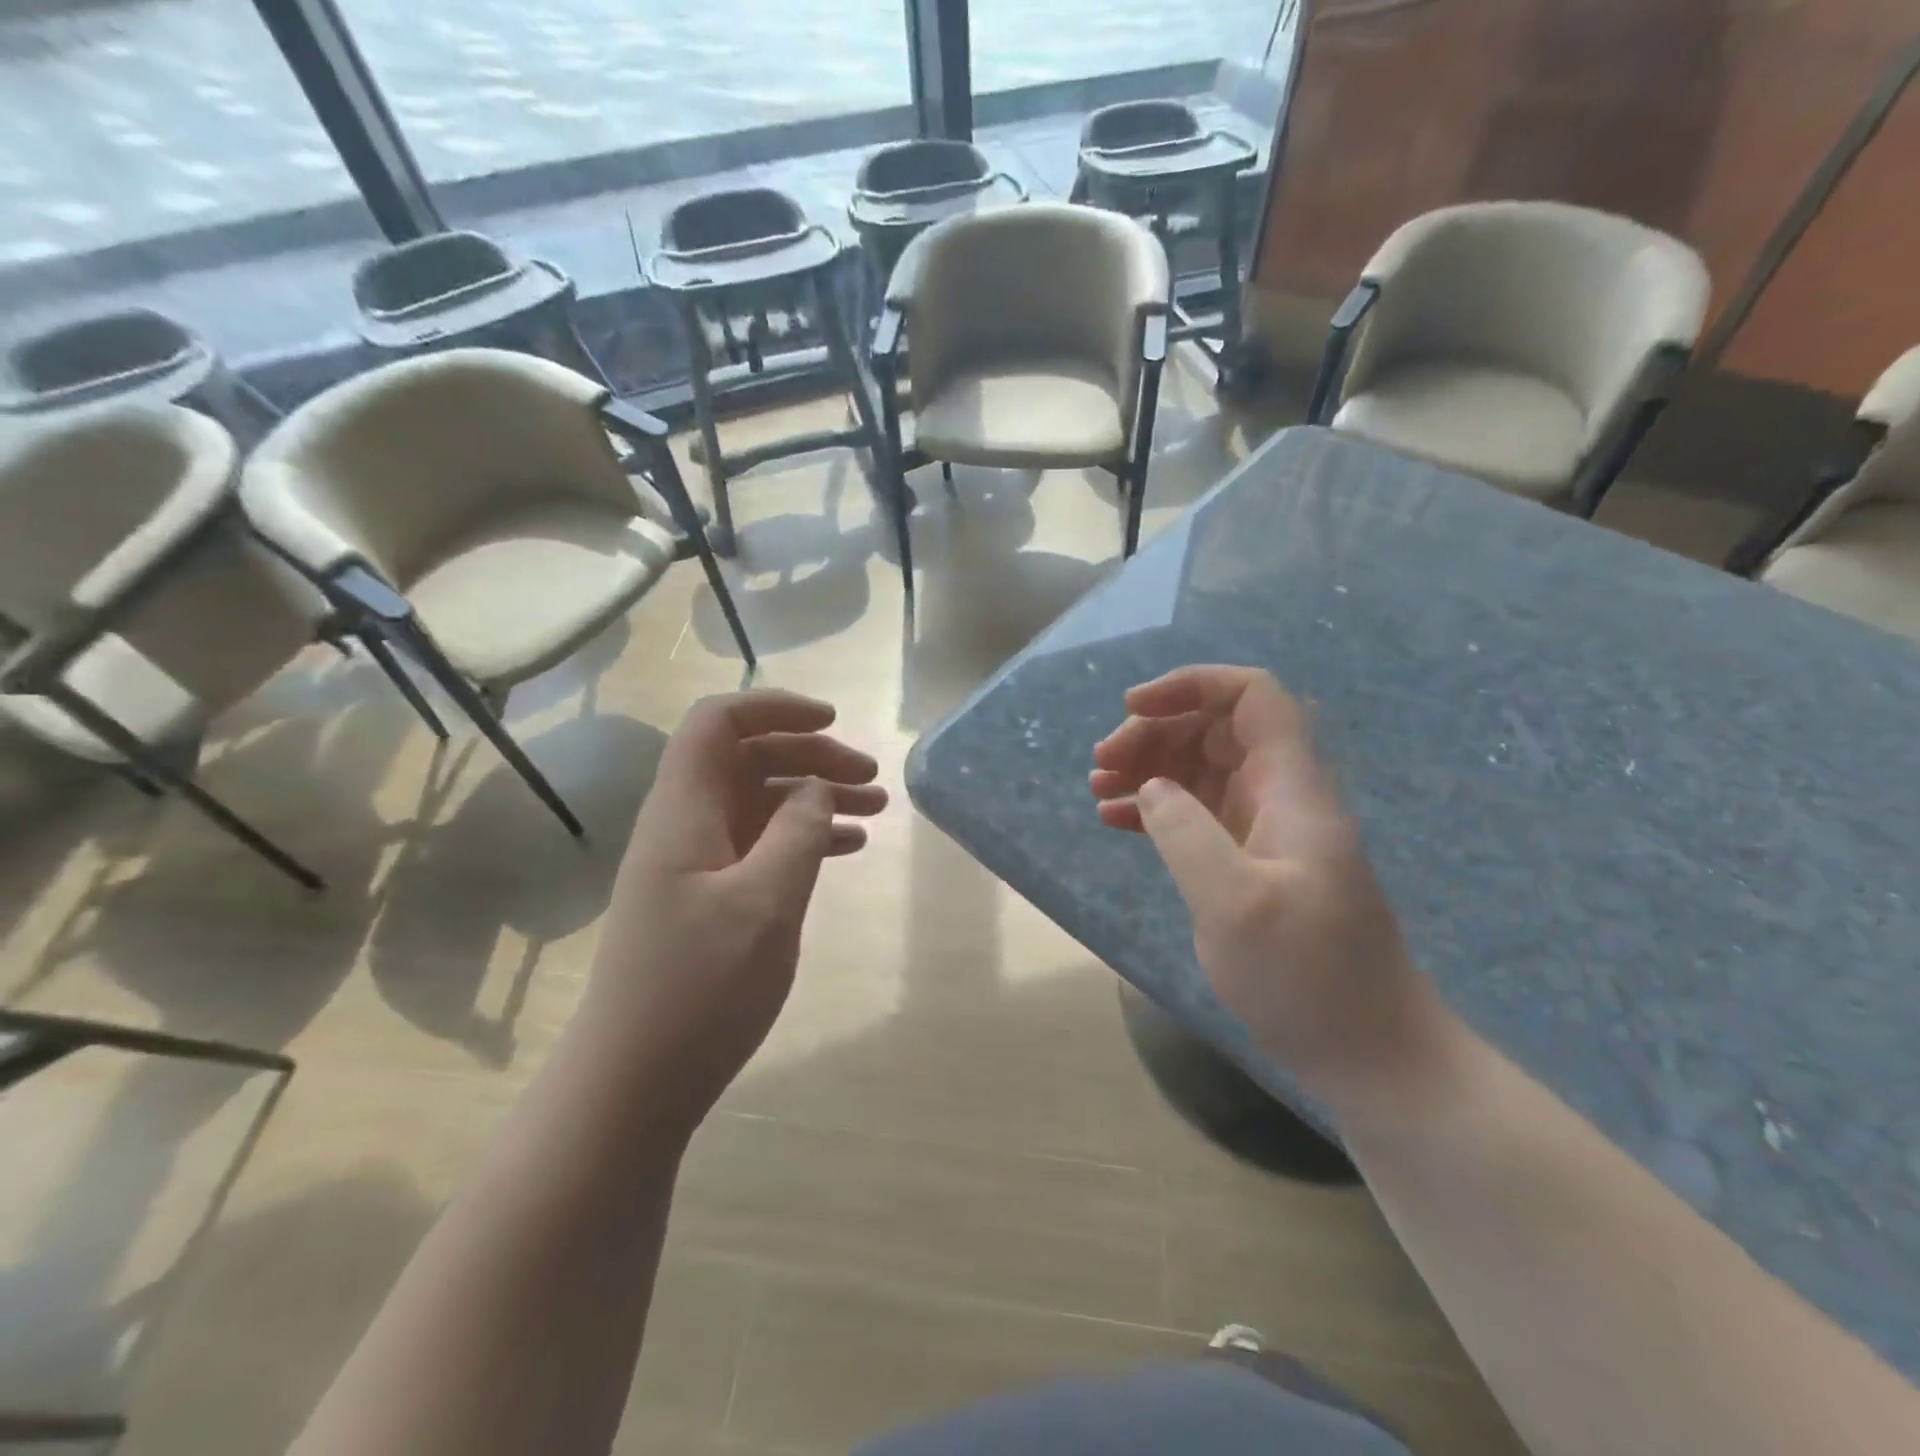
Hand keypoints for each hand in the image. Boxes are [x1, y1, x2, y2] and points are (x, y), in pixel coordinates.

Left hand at [583, 689, 886, 1140]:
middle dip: (811, 755)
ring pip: (759, 803)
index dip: (774, 708)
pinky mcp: (706, 899)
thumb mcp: (764, 906)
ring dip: (814, 796)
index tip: (833, 722)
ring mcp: (694, 864)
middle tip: (870, 779)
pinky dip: (803, 837)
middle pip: (747, 759)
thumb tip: (817, 786)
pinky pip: (760, 845)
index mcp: (684, 812)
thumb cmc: (698, 990)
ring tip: (875, 810)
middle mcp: (685, 826)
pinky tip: (846, 848)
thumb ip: (797, 834)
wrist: (634, 1084)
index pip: (718, 724)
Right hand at [1091, 666, 1437, 1099]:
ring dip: (1148, 768)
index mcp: (1291, 787)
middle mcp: (1279, 795)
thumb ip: (1185, 832)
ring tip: (1098, 788)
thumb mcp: (1234, 903)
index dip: (1192, 685)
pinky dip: (1155, 808)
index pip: (1252, 697)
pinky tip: (1115, 820)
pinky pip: (1196, 814)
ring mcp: (1264, 830)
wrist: (1369, 1052)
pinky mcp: (1250, 863)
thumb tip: (1151, 787)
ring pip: (1201, 769)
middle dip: (1155, 732)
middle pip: (1215, 728)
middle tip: (1103, 765)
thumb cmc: (1308, 977)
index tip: (1133, 708)